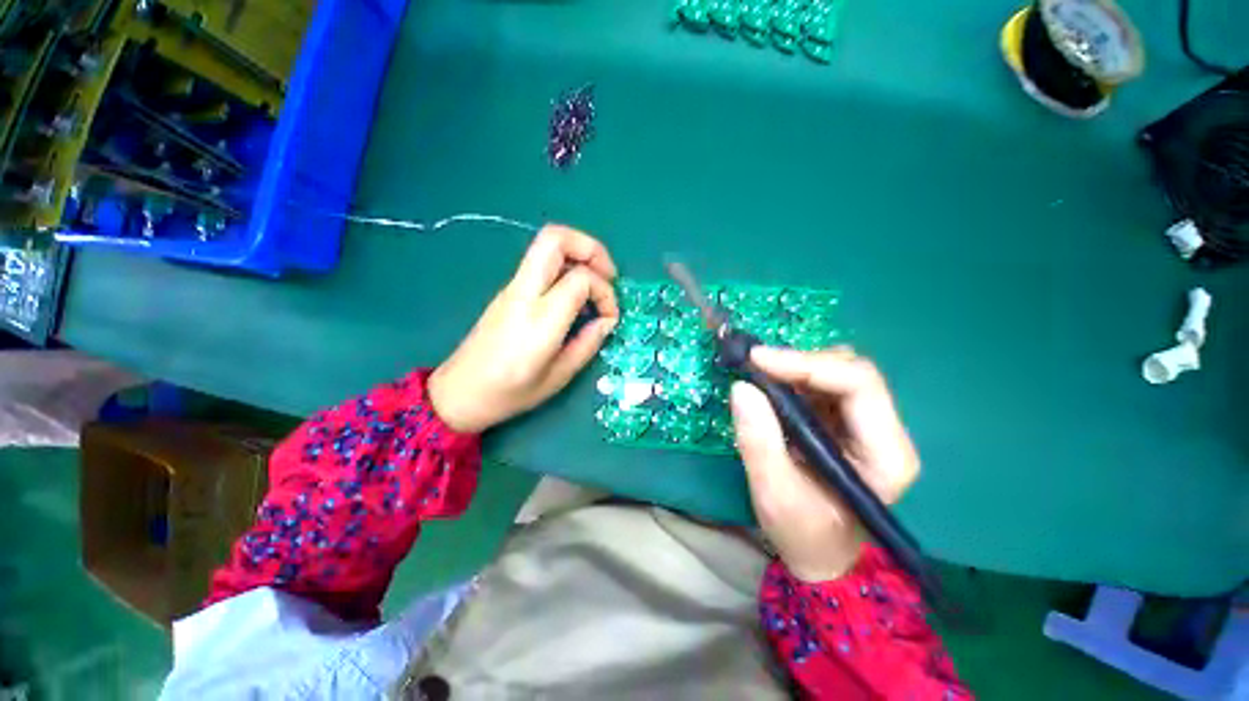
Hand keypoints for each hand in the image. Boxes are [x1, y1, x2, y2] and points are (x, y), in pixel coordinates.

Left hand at [428, 225, 619, 432]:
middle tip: (608, 275)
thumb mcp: (558, 376)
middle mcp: (524, 293)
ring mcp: (512, 288)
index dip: (605, 293)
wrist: (459, 393)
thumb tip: (606, 321)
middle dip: (590, 248)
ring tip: (595, 285)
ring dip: (578, 255)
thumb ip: (587, 343)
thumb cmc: (509, 393)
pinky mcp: (508, 291)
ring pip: (546, 245)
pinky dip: (566, 267)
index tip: (609, 317)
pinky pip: (541, 263)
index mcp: (539, 319)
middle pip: (555, 238)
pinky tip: (575, 296)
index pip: (580, 278)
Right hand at [730, 347, 918, 581]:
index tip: (758, 360)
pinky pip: (823, 383)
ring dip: (796, 367)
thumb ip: (758, 441)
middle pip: (851, 371)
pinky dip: (793, 377)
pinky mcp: (846, 422)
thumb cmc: (802, 532)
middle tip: (755, 366)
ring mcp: (868, 425)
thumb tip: (742, 387)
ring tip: (760, 375)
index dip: (808, 364)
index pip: (859, 385)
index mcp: (887, 455)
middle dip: (800, 363)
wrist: (817, 553)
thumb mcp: (773, 493)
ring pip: (837, 371)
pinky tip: (771, 385)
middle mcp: (887, 432)